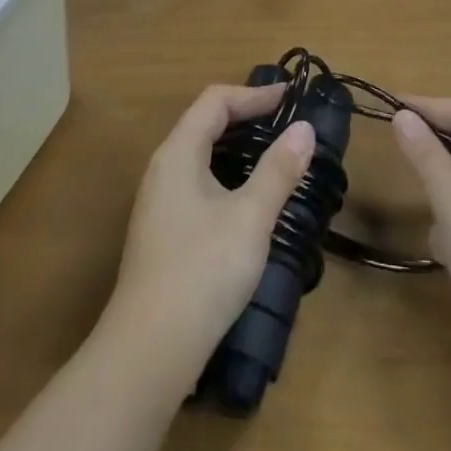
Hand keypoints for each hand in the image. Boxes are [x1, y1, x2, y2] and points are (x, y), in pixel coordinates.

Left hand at [101, 85, 315, 393]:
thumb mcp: (251, 216)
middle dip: (247, 117)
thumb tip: (304, 128)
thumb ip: (278, 170)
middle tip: (286, 123)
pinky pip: (199, 184)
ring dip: (238, 148)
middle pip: (205, 124)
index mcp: (178, 154)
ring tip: (274, 156)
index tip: (290, 98)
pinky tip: (249, 202)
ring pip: (201, 157)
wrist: (147, 356)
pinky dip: (228, 176)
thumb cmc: (202, 271)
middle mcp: (162, 171)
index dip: (254, 94)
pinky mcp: (163, 237)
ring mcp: (159, 206)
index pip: (215, 101)